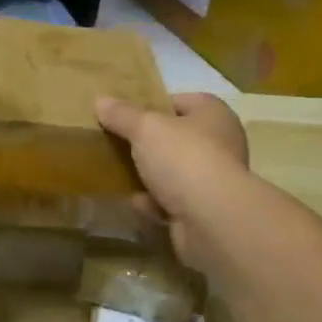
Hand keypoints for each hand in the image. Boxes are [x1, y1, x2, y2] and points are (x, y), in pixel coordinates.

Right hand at [96, 92, 248, 270]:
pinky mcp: (205, 212)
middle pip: (177, 138)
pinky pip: (173, 202)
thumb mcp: (145, 128)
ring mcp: (214, 181)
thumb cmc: (184, 158)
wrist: (212, 220)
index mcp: (213, 114)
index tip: (126, 114)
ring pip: (174, 173)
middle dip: (148, 143)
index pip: (182, 101)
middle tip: (117, 143)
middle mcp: (220, 144)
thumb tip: (101, 101)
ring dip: (150, 176)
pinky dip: (154, 203)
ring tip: (118, 173)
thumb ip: (122, 114)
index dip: (154, 105)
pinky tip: (135, 203)